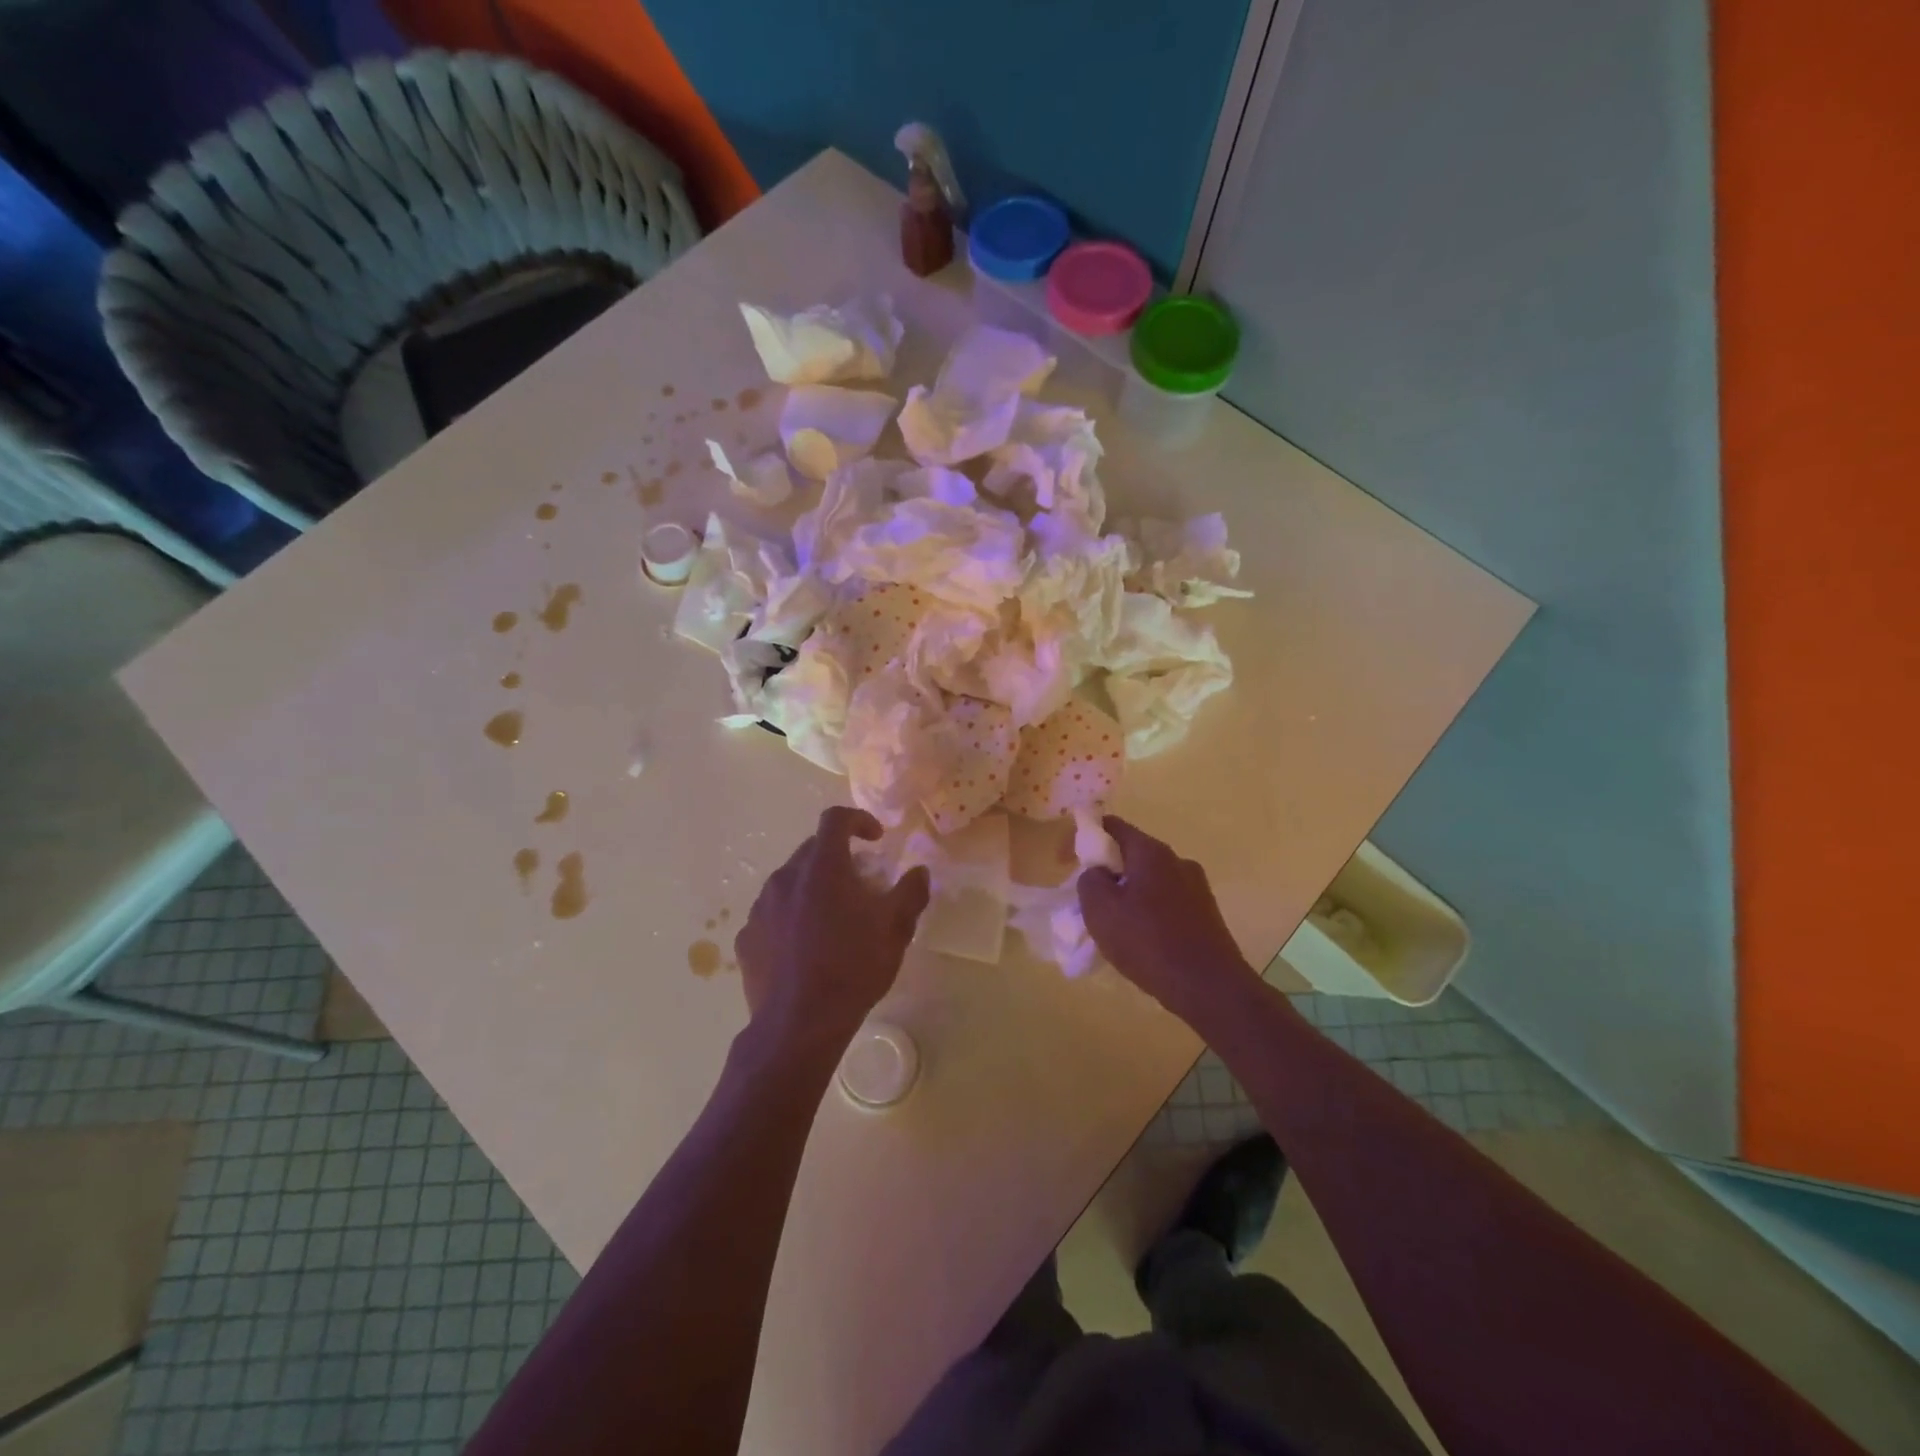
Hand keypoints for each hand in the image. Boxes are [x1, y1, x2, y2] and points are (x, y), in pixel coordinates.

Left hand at [735, 807, 930, 1051]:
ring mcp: (760, 908)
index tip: (875, 839)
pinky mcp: (746, 937)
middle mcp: (785, 878)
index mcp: (822, 867)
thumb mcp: (895, 929)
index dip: (858, 820)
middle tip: (861, 886)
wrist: (798, 1025)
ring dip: (812, 889)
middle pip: (812, 850)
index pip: (835, 819)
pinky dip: (790, 918)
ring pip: (790, 882)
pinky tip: (804, 948)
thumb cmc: (852, 968)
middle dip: (838, 859)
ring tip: (832, 920)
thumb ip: (911, 892)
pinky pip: (772, 914)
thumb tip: (919, 871)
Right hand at [1077, 816, 1254, 1024]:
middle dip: (1107, 871)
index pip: (1112, 825)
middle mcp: (1177, 861)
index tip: (1066, 861)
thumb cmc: (1148, 942)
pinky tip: (1144, 942)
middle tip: (1090, 900)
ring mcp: (1197, 887)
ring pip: (1150, 881)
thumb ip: (1089, 880)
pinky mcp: (1207, 914)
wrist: (1210, 987)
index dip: (1084, 837)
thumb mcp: (1100, 910)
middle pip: (1132, 854)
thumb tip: (1098, 873)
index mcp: (1151, 852)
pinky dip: (1149, 913)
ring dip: (1129, 894)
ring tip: (1116, 927)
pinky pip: (1167, 903)